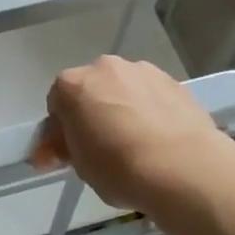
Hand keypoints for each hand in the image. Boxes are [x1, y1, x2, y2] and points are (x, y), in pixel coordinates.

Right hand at [33, 56, 233, 216]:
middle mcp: (104, 67)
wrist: (182, 167)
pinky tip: (160, 140)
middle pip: (91, 89)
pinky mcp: (174, 81)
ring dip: (123, 108)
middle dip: (92, 113)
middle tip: (102, 148)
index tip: (69, 154)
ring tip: (137, 145)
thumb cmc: (118, 167)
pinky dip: (151, 110)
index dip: (61, 130)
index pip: (57, 104)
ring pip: (124, 89)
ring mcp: (142, 71)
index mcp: (71, 84)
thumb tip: (52, 150)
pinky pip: (152, 96)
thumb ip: (64, 149)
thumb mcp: (79, 165)